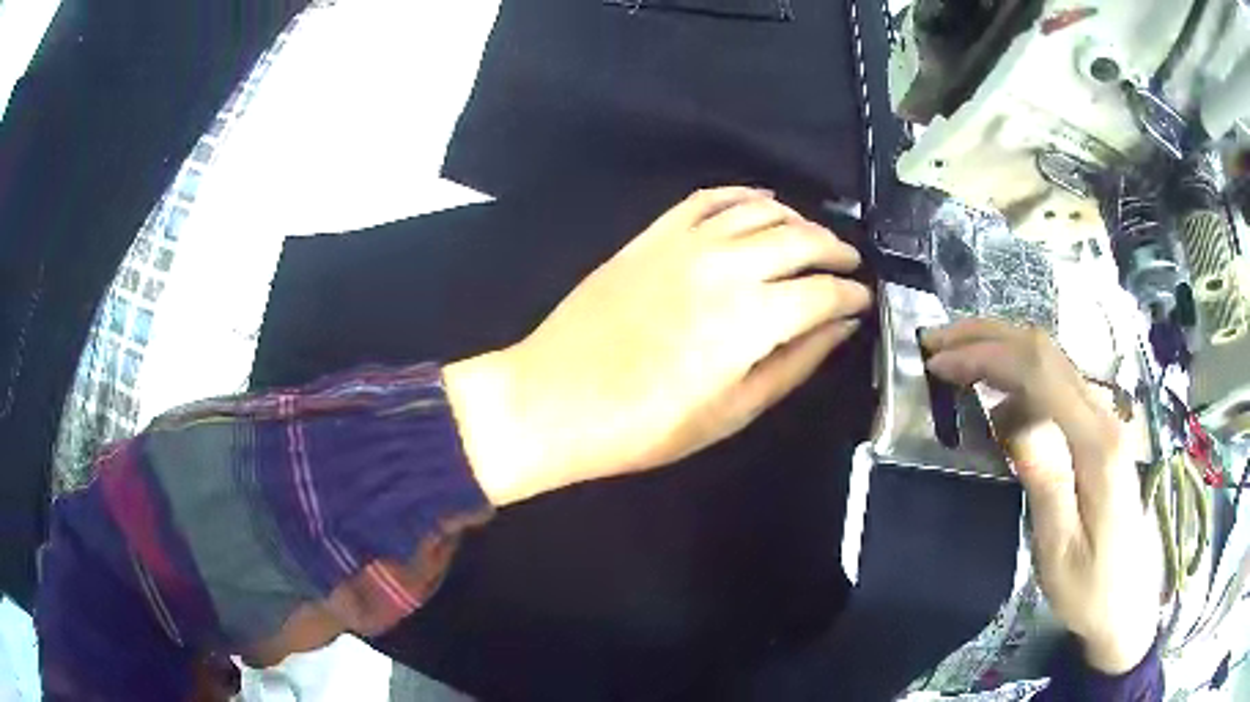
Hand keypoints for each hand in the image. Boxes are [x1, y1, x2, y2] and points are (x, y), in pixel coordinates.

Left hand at [445, 187, 870, 504]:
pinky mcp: (652, 235)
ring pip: (761, 211)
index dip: (852, 295)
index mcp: (751, 319)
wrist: (554, 399)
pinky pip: (708, 198)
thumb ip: (794, 364)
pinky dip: (743, 194)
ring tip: (812, 239)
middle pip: (800, 240)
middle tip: (848, 266)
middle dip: (835, 250)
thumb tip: (840, 327)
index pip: (823, 292)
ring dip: (798, 220)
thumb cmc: (646, 425)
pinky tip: (762, 203)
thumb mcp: (732, 412)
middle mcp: (726, 267)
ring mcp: (685, 243)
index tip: (864, 301)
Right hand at [923, 319, 1161, 674]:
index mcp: (1096, 443)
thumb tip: (1011, 422)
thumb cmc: (1091, 587)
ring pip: (1049, 360)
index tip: (938, 364)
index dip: (985, 355)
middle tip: (936, 343)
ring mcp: (1103, 419)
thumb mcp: (1061, 550)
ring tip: (955, 362)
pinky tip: (994, 404)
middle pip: (1044, 349)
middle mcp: (1103, 415)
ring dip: (1000, 350)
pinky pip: (1054, 387)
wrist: (1129, 599)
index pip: (1039, 370)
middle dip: (987, 336)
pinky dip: (1016, 380)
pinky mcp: (1097, 430)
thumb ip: (1045, 481)